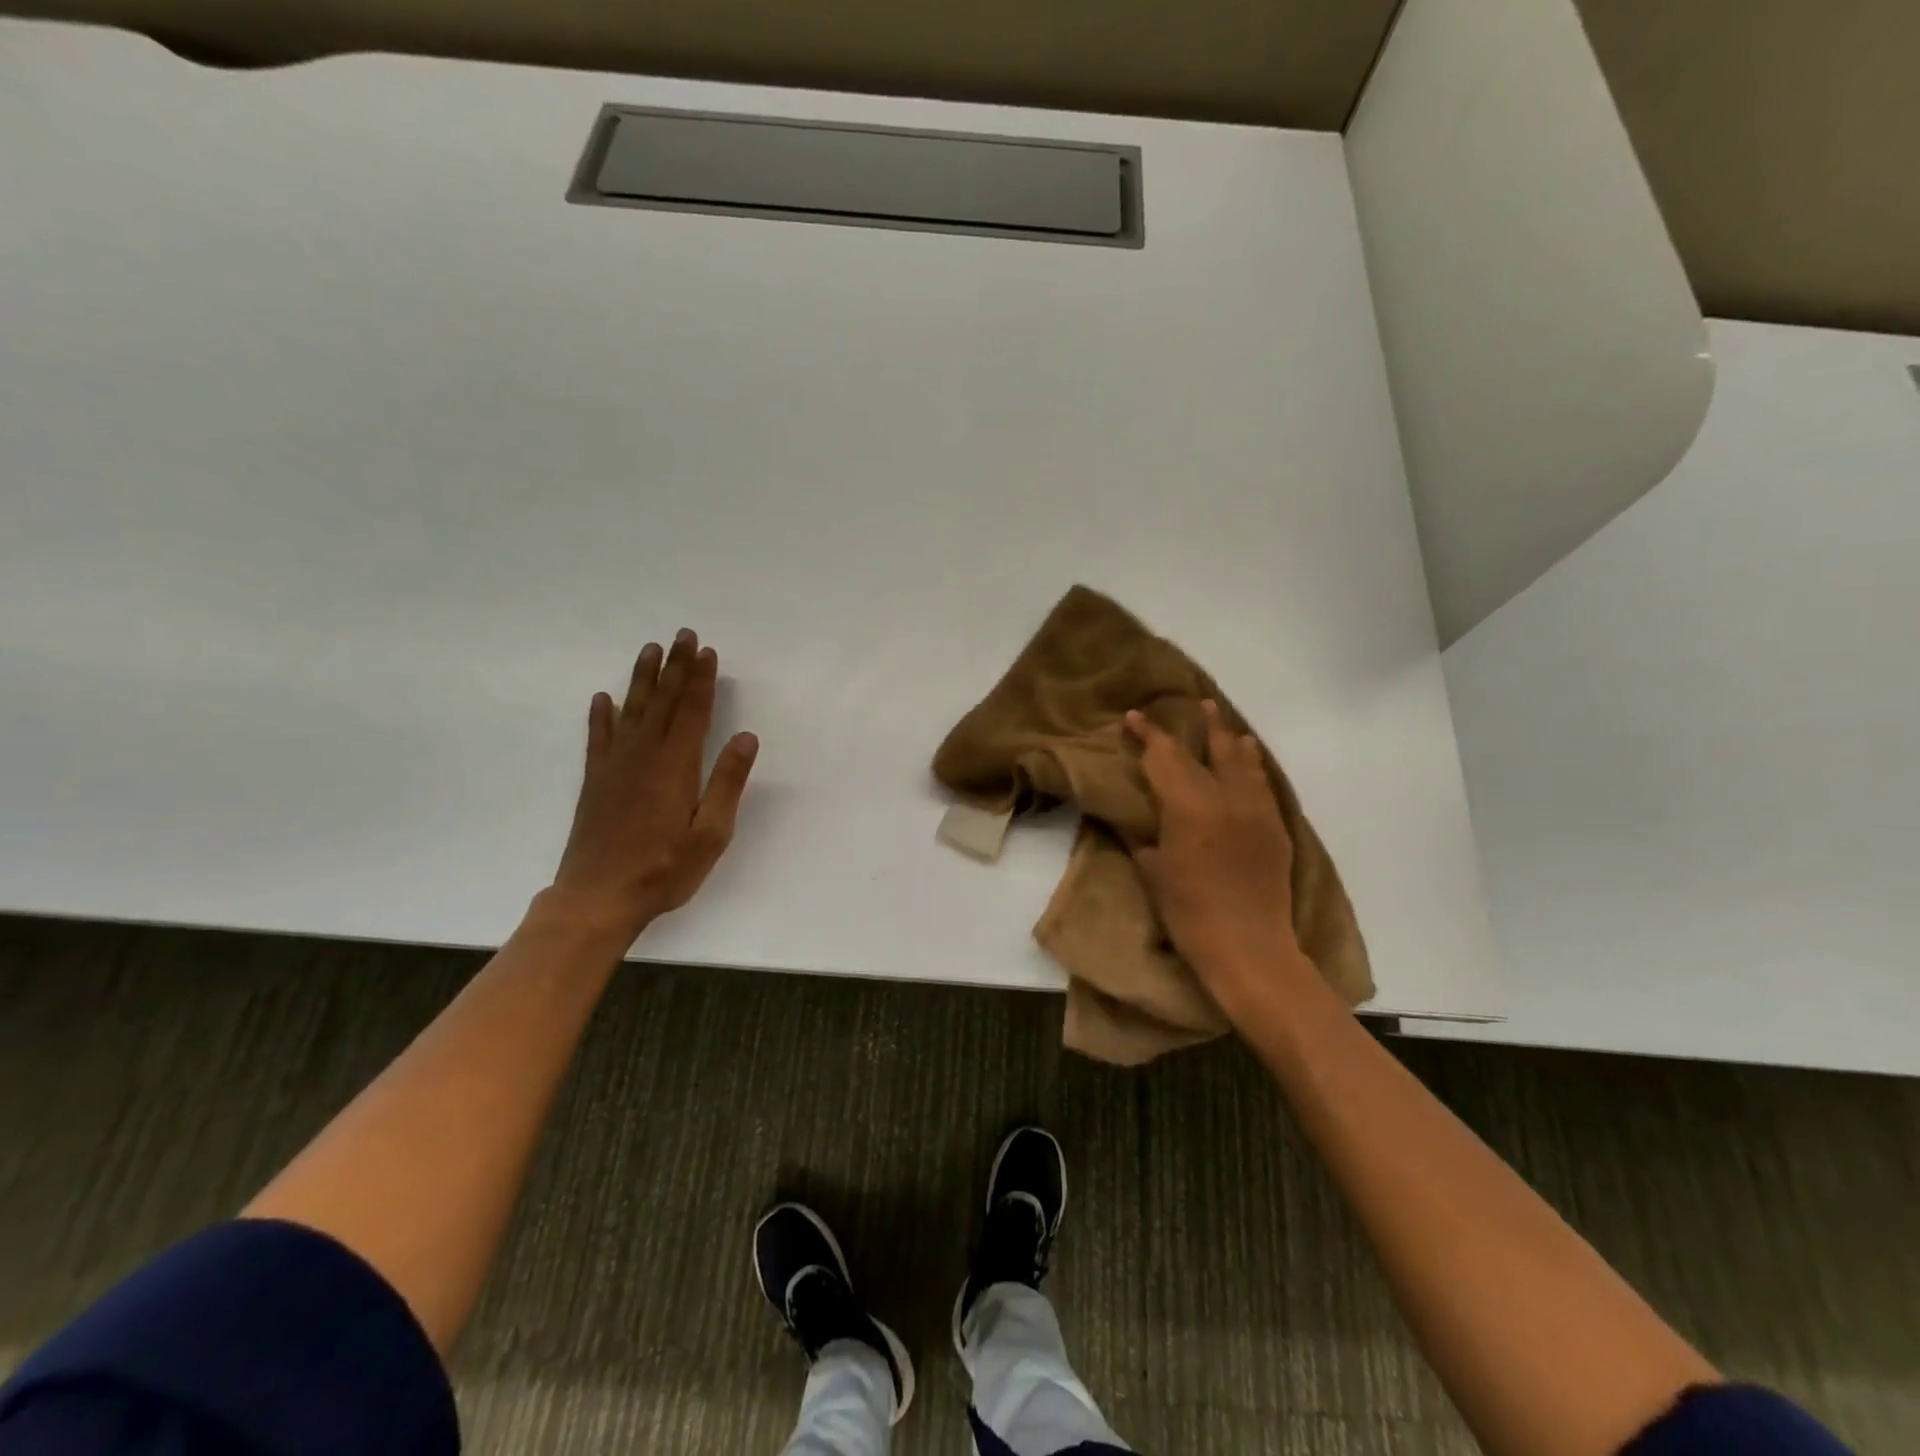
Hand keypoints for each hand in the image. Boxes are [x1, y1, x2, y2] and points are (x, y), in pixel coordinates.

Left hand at [548, 629, 758, 940]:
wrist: (597, 898)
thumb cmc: (664, 870)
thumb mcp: (710, 834)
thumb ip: (727, 783)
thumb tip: (745, 737)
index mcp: (676, 768)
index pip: (692, 712)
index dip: (700, 680)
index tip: (706, 651)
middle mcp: (644, 757)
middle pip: (662, 702)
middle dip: (674, 667)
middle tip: (681, 634)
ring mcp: (615, 768)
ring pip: (631, 711)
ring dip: (641, 679)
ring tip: (649, 650)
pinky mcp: (595, 782)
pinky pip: (598, 739)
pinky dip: (600, 716)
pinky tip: (602, 698)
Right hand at [1125, 701, 1303, 999]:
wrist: (1249, 948)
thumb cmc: (1190, 915)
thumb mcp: (1154, 874)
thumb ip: (1144, 841)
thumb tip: (1136, 825)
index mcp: (1188, 808)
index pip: (1165, 759)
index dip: (1149, 735)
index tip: (1134, 716)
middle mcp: (1225, 799)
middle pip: (1209, 751)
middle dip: (1197, 726)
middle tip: (1193, 703)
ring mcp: (1256, 812)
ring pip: (1244, 763)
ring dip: (1231, 739)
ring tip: (1224, 723)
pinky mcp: (1275, 830)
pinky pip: (1262, 786)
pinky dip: (1252, 767)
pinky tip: (1249, 762)